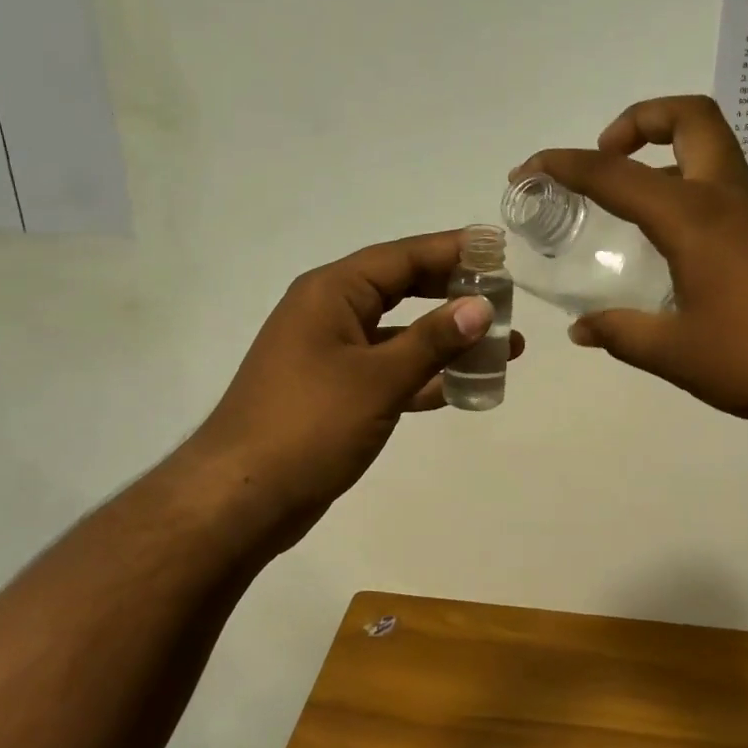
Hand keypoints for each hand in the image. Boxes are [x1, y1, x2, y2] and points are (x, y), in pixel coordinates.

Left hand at [188, 230, 525, 545]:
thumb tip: (481, 306)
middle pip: (401, 290)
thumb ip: (433, 340)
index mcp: (331, 293)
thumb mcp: (378, 379)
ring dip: (447, 342)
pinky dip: (423, 376)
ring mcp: (330, 356)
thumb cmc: (309, 425)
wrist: (242, 498)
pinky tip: (463, 387)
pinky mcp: (334, 394)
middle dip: (453, 295)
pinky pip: (388, 372)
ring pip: (399, 336)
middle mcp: (329, 314)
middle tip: (505, 299)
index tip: (497, 248)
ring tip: (504, 347)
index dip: (451, 250)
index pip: (401, 257)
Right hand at [517, 95, 747, 431]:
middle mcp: (725, 198)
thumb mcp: (677, 353)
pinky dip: (683, 190)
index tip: (529, 170)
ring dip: (661, 154)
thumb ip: (622, 334)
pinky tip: (665, 247)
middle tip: (605, 157)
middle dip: (638, 120)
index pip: (615, 174)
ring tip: (624, 204)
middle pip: (688, 117)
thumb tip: (582, 329)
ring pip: (708, 148)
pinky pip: (719, 186)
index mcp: (693, 217)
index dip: (565, 165)